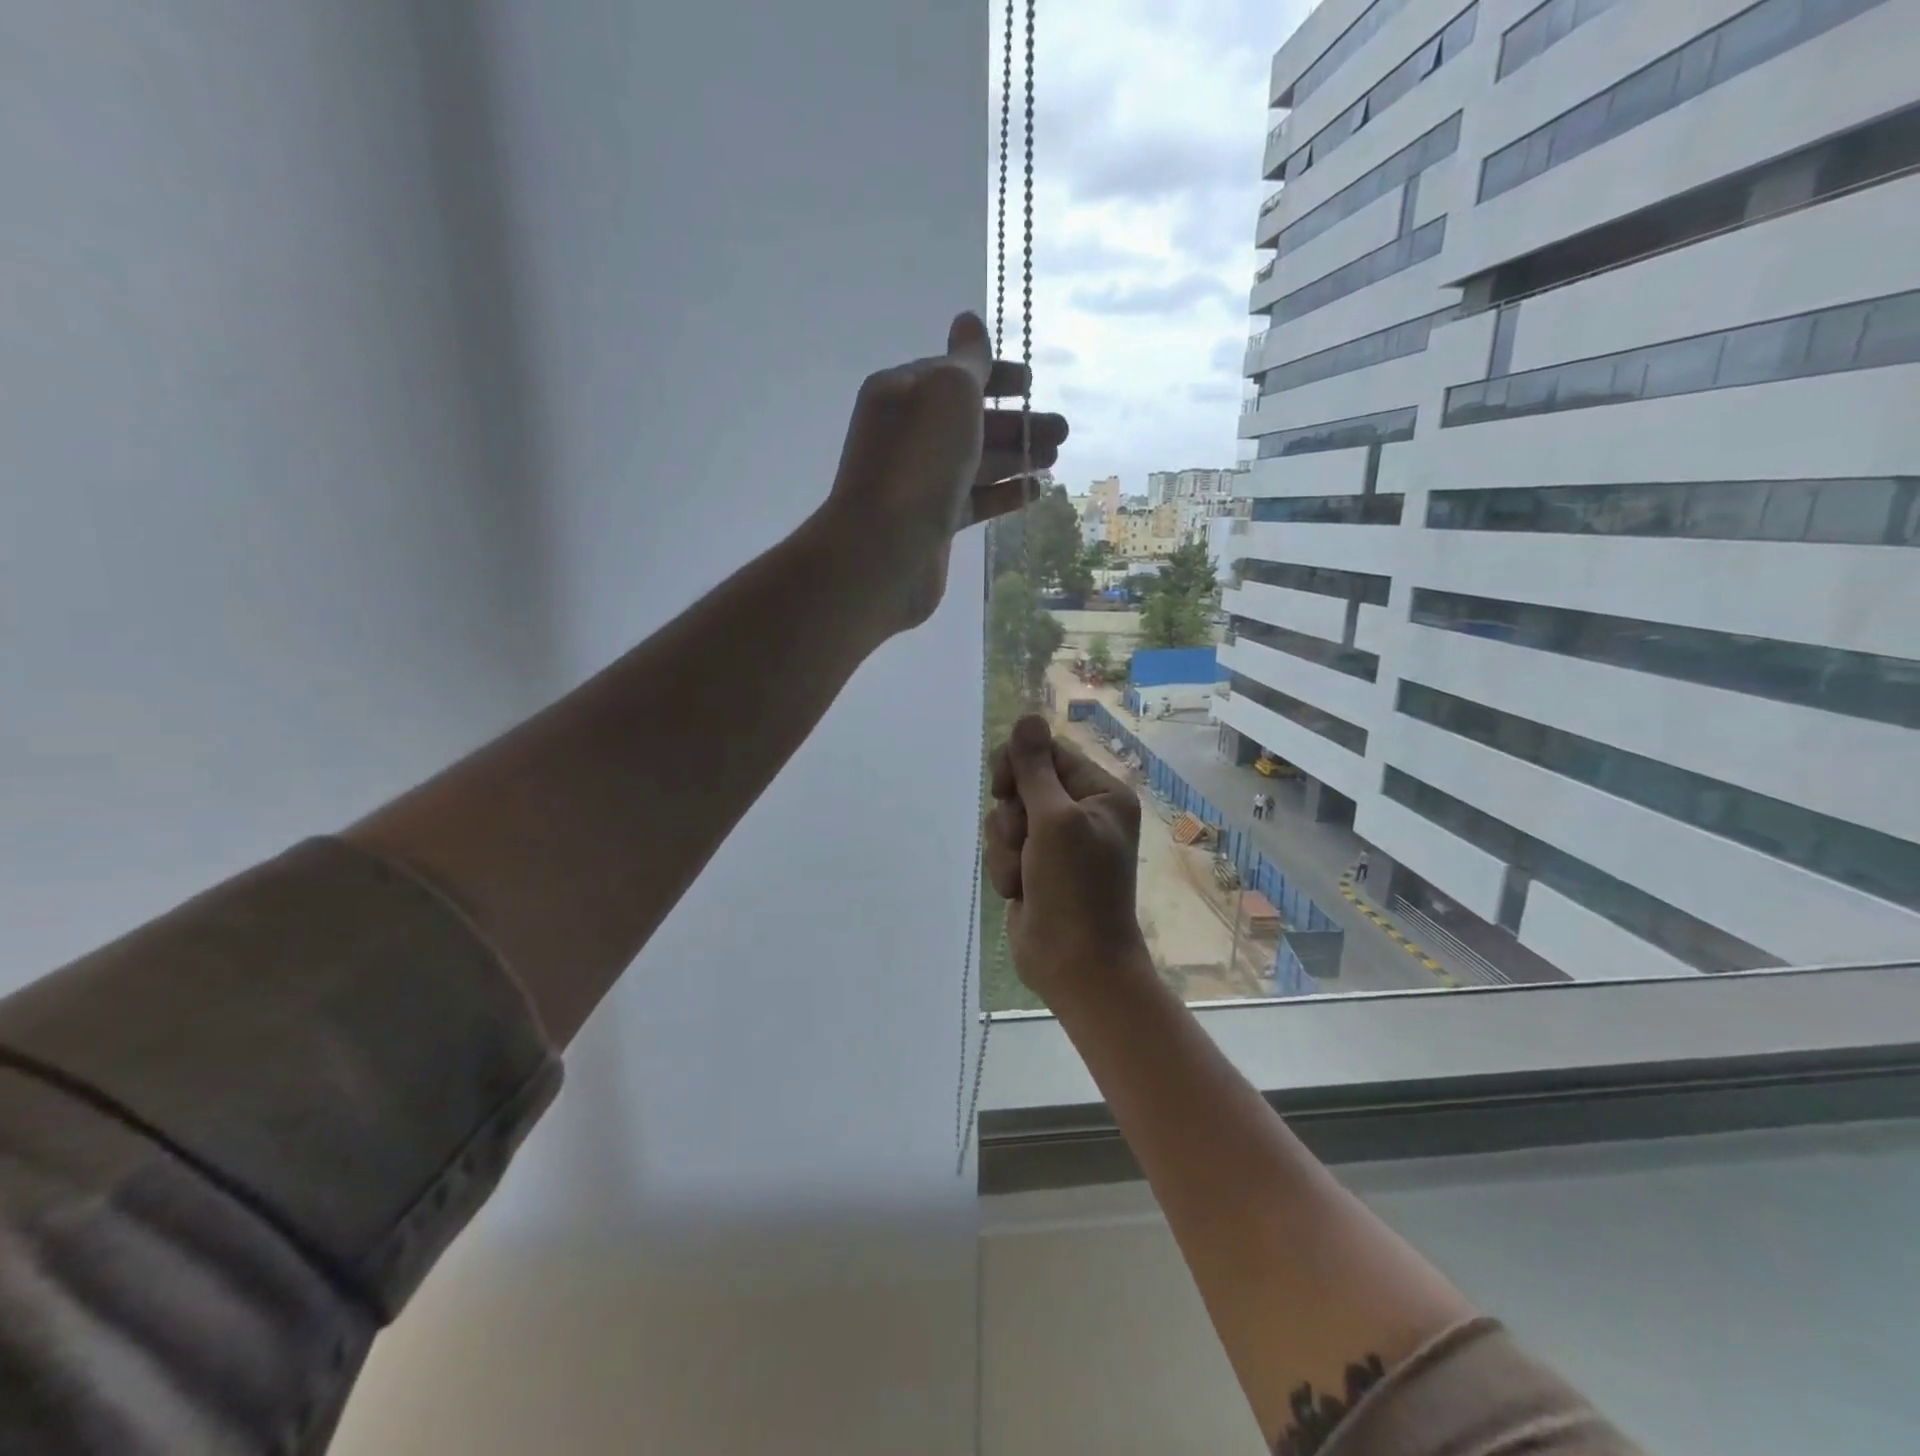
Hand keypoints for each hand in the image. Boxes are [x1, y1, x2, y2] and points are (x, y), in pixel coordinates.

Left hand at [816, 312, 1068, 634]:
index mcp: (902, 393)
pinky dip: (1004, 494)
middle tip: (1062, 430)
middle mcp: (907, 435)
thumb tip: (968, 321)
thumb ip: (968, 361)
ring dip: (1016, 456)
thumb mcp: (948, 394)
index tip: (1032, 382)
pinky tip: (1035, 492)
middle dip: (1016, 422)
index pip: (953, 374)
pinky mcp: (933, 523)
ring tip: (1055, 458)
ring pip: (976, 461)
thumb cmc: (919, 463)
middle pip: (970, 421)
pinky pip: (974, 500)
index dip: (995, 375)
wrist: (884, 551)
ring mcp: (920, 481)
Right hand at [985, 715, 1146, 1003]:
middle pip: (1023, 784)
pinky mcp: (1035, 868)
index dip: (1020, 766)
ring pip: (1007, 819)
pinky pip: (1005, 848)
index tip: (1003, 786)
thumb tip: (1027, 716)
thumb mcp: (1055, 820)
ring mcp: (1057, 843)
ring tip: (1024, 874)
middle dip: (1013, 814)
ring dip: (1007, 847)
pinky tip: (1019, 891)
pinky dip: (1006, 868)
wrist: (1075, 964)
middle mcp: (1081, 812)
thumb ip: (1034, 768)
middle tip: (1023, 838)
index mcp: (1100, 793)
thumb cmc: (1075, 887)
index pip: (1050, 754)